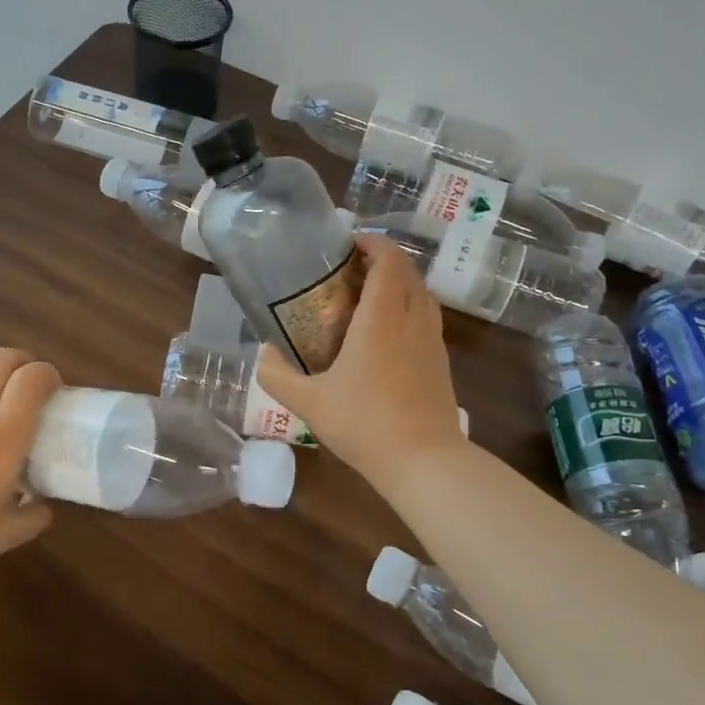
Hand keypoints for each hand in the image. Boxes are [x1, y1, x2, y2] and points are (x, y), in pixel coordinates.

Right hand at [256, 235, 466, 487]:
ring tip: (367, 296)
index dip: (371, 243)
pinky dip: (407, 307)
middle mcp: (412, 319)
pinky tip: (385, 333)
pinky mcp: (440, 361)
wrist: (424, 461)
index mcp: (381, 318)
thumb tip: (264, 355)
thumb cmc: (364, 424)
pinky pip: (426, 317)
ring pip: (421, 293)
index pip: (388, 260)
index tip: (347, 244)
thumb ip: (277, 376)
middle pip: (407, 271)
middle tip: (349, 269)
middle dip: (382, 260)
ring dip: (398, 283)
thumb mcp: (308, 402)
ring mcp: (432, 340)